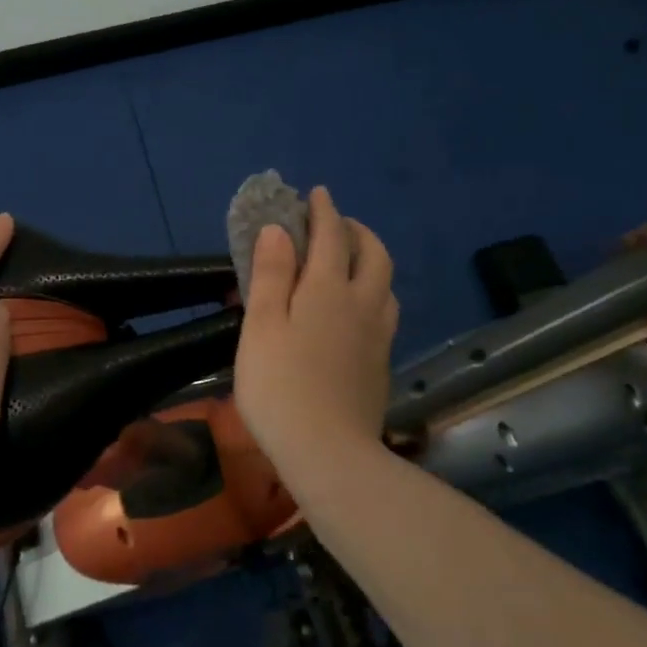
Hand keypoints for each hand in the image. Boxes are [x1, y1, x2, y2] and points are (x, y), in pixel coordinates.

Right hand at [233, 187, 398, 473]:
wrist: (329, 453)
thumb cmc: (280, 385)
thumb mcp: (261, 325)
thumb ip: (271, 274)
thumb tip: (277, 230)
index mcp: (327, 290)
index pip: (331, 236)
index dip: (324, 211)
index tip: (317, 193)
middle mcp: (361, 304)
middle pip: (373, 254)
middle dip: (356, 230)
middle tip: (336, 224)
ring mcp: (378, 335)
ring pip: (385, 283)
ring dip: (371, 260)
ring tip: (349, 262)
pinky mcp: (381, 363)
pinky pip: (385, 311)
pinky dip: (374, 292)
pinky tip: (358, 310)